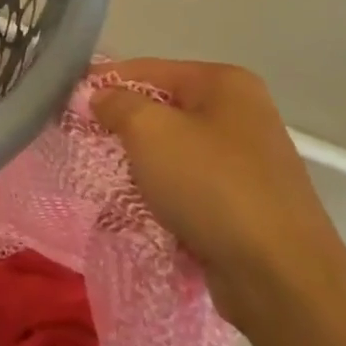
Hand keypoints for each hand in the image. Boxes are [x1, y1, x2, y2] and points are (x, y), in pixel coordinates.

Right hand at [91, 59, 345, 328]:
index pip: (147, 70)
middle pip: (162, 109)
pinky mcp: (245, 203)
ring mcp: (247, 161)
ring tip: (109, 180)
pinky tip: (141, 210)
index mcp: (225, 84)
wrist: (279, 275)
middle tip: (84, 144)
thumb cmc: (211, 187)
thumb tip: (101, 97)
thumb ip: (117, 104)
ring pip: (173, 151)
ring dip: (141, 165)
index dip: (104, 83)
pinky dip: (163, 195)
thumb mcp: (150, 132)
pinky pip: (189, 186)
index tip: (67, 105)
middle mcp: (241, 114)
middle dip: (122, 127)